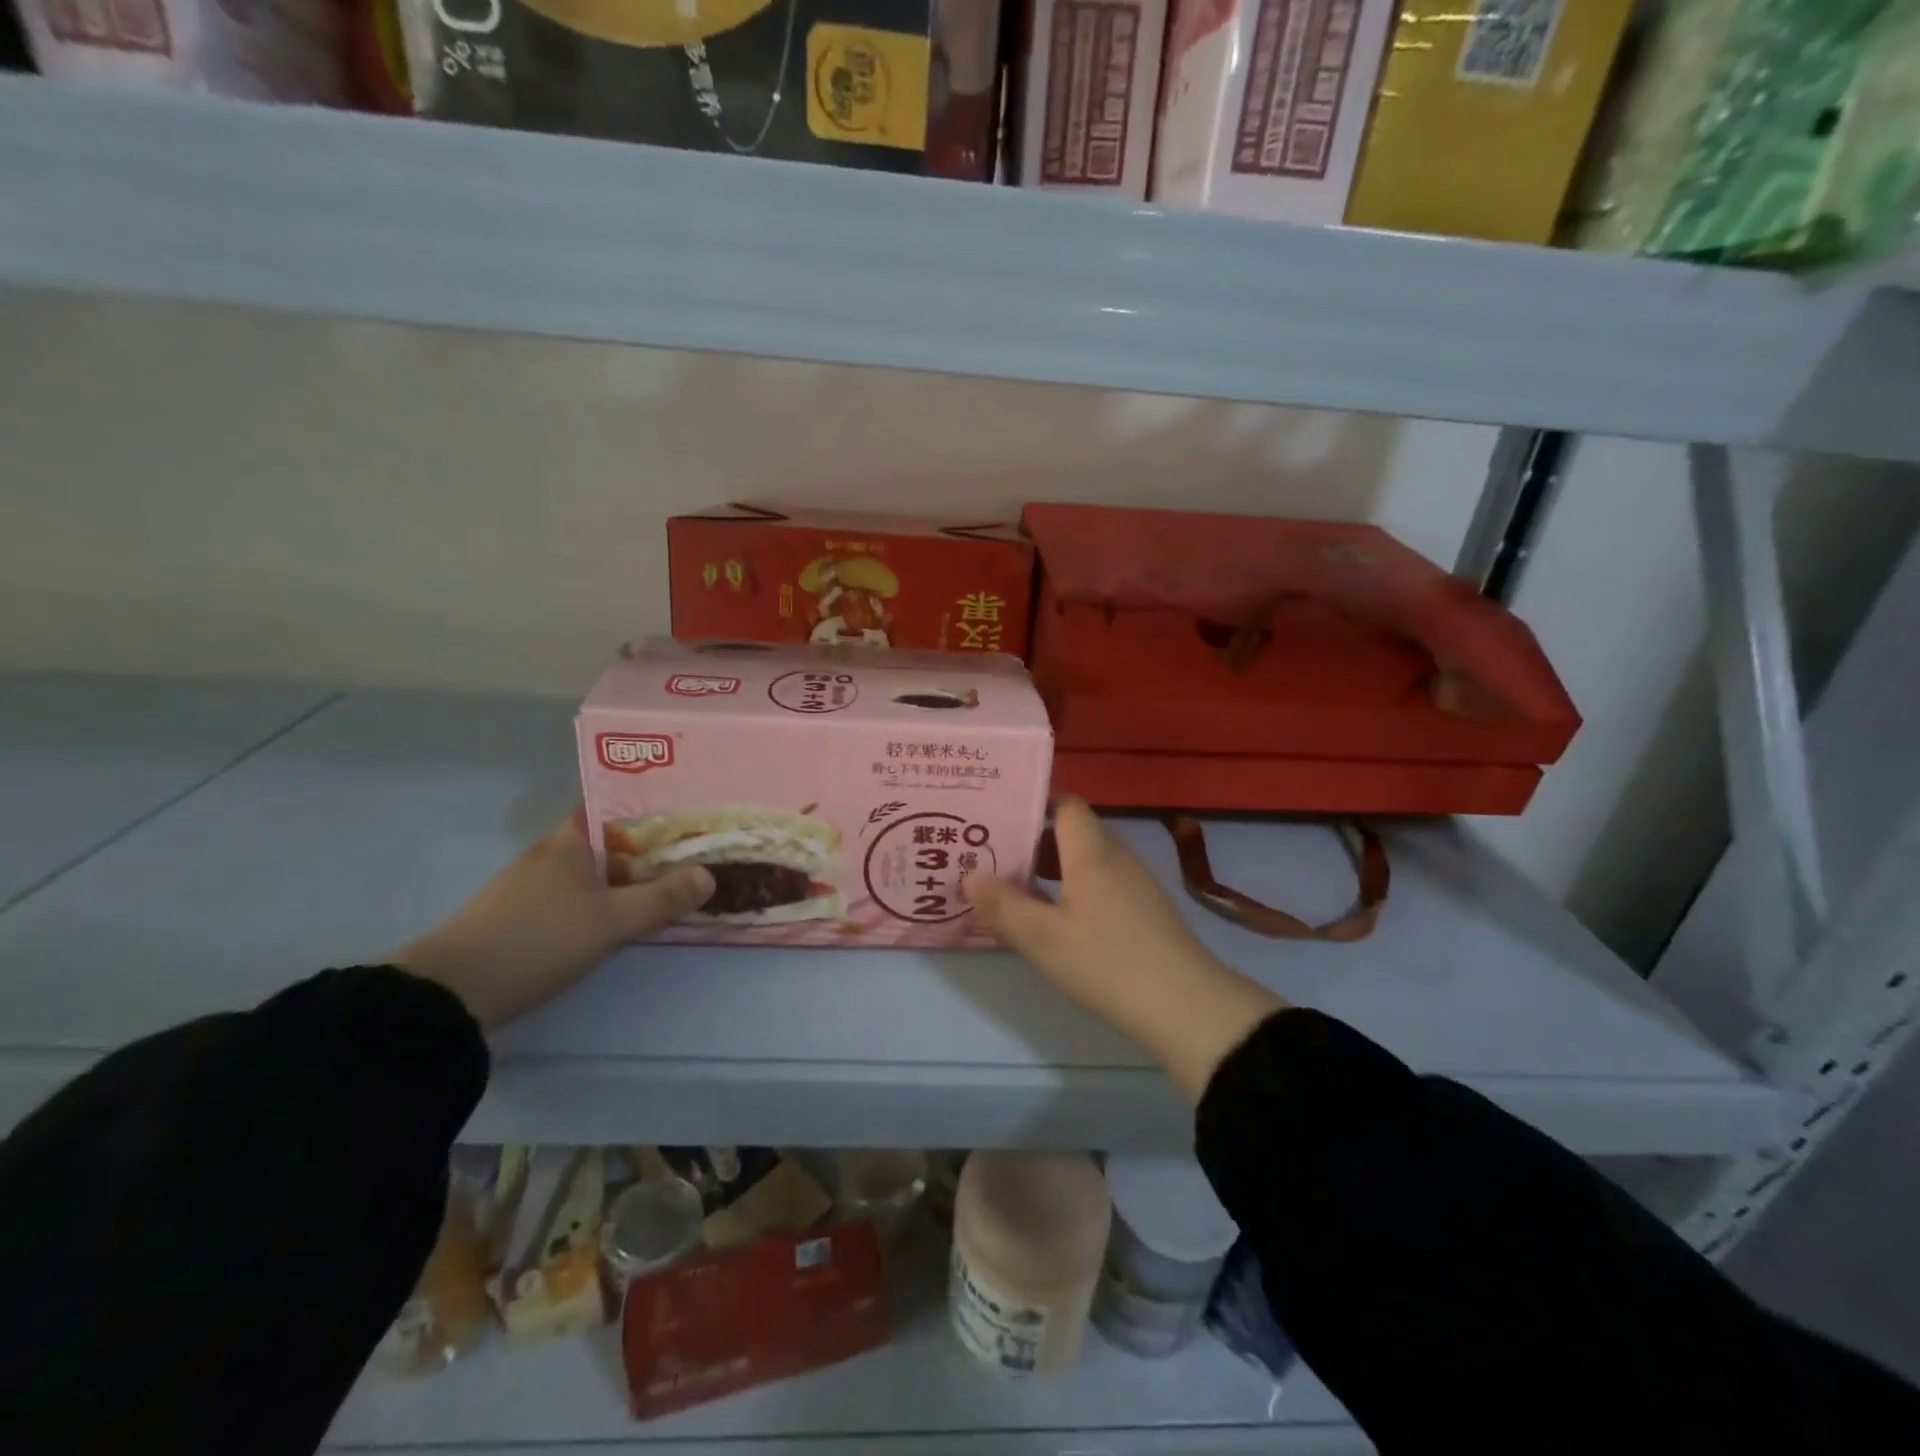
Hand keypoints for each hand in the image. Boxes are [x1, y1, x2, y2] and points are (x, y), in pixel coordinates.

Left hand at [389, 807, 712, 1031]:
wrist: (451, 994)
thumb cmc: (537, 940)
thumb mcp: (611, 920)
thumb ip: (661, 898)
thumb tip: (709, 875)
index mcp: (567, 841)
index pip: (609, 804)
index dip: (645, 802)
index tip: (683, 808)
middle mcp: (548, 855)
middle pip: (605, 839)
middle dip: (645, 843)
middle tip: (689, 848)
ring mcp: (530, 887)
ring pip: (591, 870)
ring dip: (624, 874)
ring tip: (666, 880)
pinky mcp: (520, 918)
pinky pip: (576, 896)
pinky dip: (603, 898)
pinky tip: (621, 915)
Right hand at [964, 798, 1286, 1101]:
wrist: (1187, 1007)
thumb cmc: (1107, 962)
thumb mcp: (1042, 938)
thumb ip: (1003, 904)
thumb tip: (970, 874)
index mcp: (1092, 852)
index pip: (1067, 804)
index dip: (1036, 802)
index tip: (1000, 813)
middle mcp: (1117, 857)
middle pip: (1074, 831)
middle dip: (1035, 838)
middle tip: (994, 852)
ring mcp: (1137, 885)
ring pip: (1088, 861)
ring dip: (1054, 867)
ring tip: (1015, 884)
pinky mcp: (1147, 912)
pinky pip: (1103, 884)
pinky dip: (1075, 889)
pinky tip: (1057, 918)